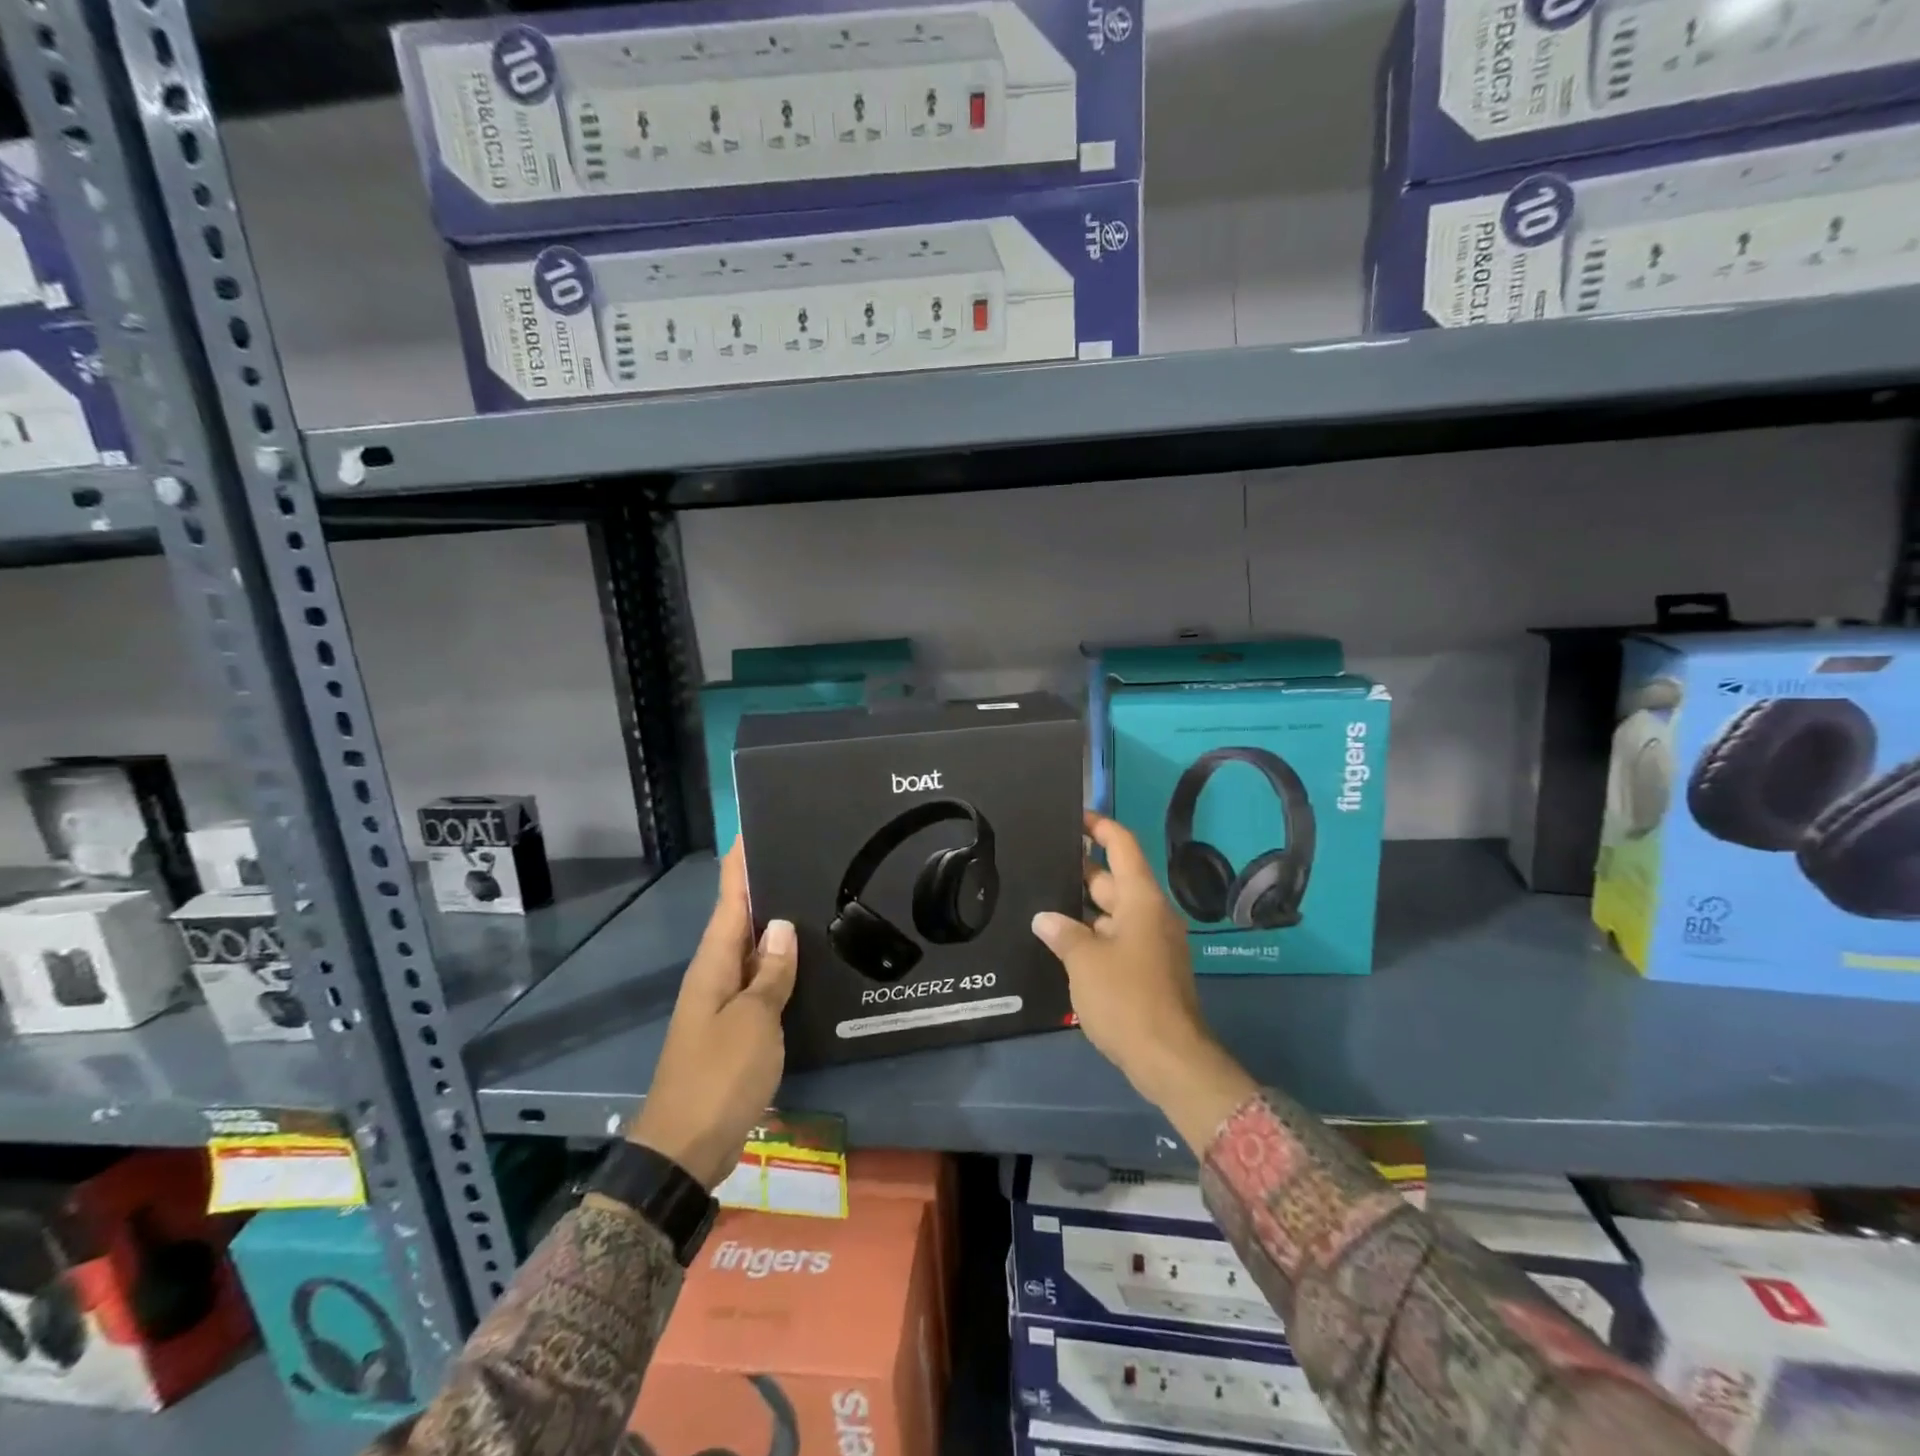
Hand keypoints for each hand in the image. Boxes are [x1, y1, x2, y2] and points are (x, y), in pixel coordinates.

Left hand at [626, 841, 796, 1188]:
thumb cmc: (719, 1076)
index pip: (728, 902)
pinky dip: (779, 968)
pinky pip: (760, 985)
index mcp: (713, 966)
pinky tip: (805, 964)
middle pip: (740, 923)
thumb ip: (770, 973)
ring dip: (774, 930)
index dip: (739, 868)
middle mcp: (715, 978)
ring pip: (752, 954)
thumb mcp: (753, 1021)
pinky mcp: (736, 1032)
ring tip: (811, 900)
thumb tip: (780, 925)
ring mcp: (724, 1006)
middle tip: (800, 858)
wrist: (685, 1150)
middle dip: (763, 890)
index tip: (751, 832)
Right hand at [1032, 813, 1256, 1148]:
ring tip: (1041, 900)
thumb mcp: (1085, 961)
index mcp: (1140, 900)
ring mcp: (1152, 943)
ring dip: (1082, 908)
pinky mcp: (1148, 969)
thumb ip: (1062, 933)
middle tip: (1040, 862)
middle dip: (1079, 871)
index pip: (1122, 847)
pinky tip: (1061, 941)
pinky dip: (1092, 934)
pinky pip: (1116, 938)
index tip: (1074, 816)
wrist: (1169, 1059)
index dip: (1100, 827)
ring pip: (1112, 912)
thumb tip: (1045, 919)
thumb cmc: (1127, 999)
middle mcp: (1150, 914)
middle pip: (1113, 879)